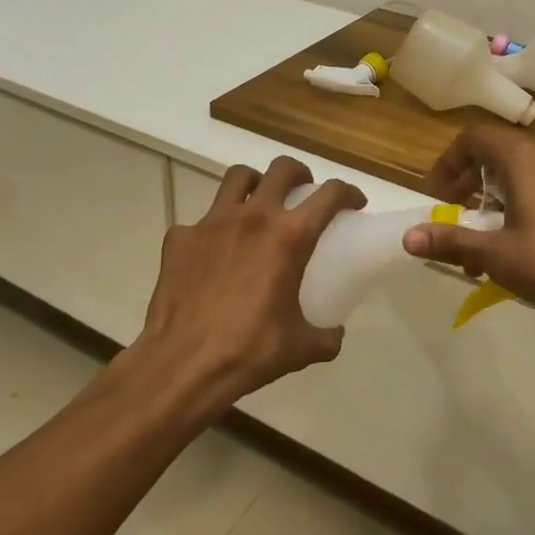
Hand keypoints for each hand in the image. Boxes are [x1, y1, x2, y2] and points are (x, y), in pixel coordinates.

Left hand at [131, 155, 364, 415]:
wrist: (180, 366)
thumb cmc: (247, 352)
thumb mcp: (300, 349)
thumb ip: (325, 337)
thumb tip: (333, 334)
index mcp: (289, 237)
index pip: (330, 195)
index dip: (348, 193)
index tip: (353, 203)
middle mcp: (253, 217)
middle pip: (282, 168)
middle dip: (299, 174)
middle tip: (303, 193)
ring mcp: (212, 222)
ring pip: (238, 178)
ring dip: (255, 184)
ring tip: (259, 205)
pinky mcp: (180, 237)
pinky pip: (201, 221)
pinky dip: (213, 230)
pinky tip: (214, 254)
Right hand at [401, 128, 534, 329]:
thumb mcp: (496, 255)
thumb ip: (451, 242)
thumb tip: (407, 237)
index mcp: (522, 161)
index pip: (474, 138)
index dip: (448, 162)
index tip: (436, 195)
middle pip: (494, 153)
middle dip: (465, 181)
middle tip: (451, 213)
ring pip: (515, 174)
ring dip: (489, 198)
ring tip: (477, 237)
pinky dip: (513, 207)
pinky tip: (511, 247)